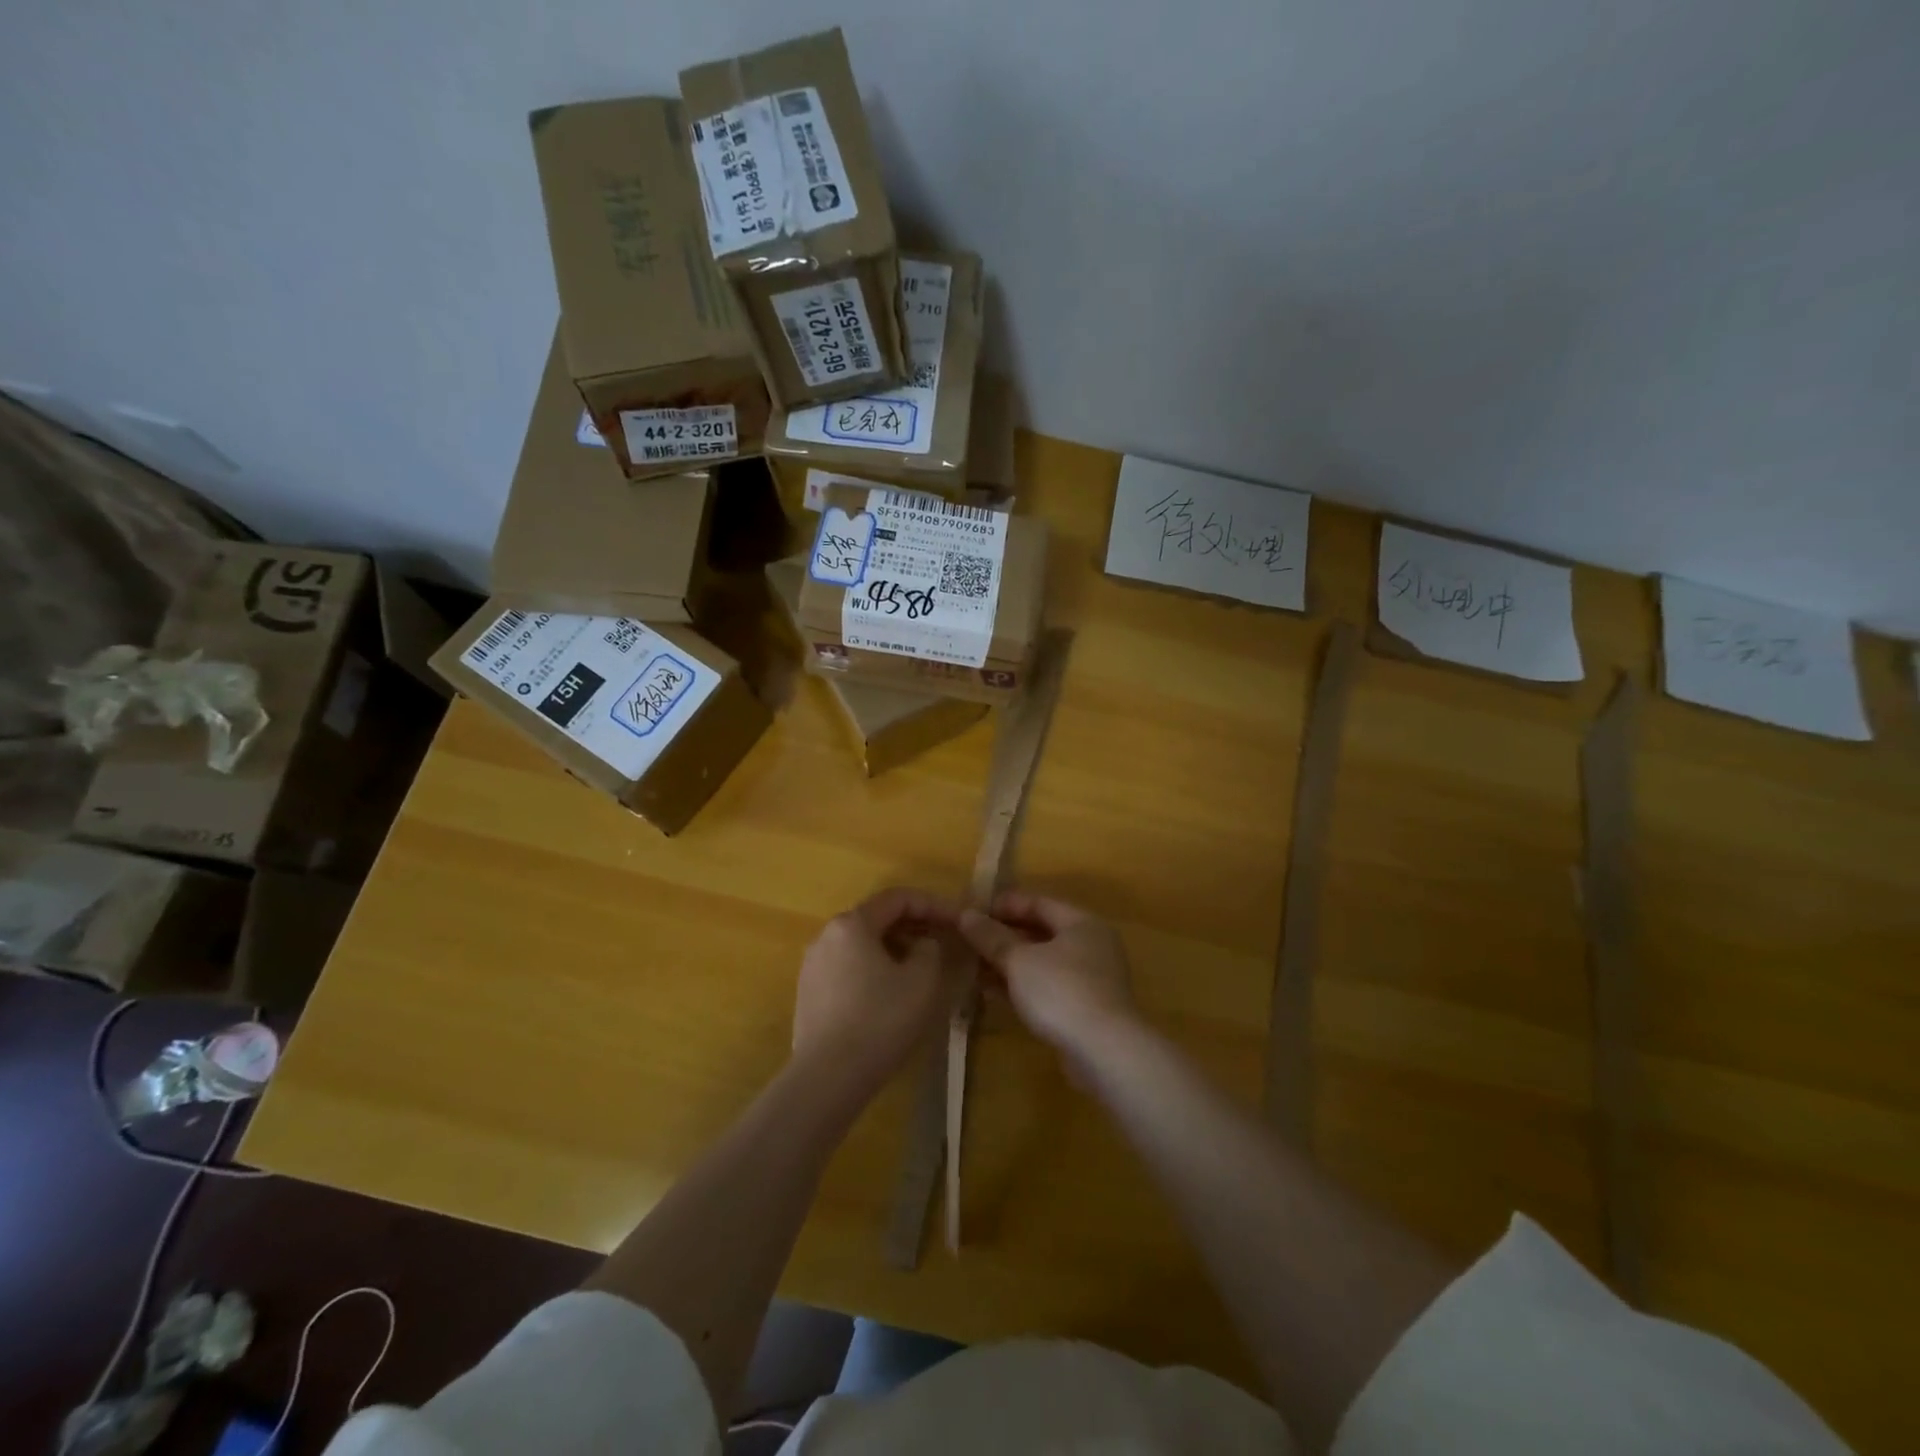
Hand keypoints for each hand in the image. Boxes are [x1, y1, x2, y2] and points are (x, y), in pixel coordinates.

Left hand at [792, 888, 960, 1097]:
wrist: (827, 1077)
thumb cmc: (880, 1020)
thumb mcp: (921, 981)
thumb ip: (929, 950)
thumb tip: (922, 945)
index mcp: (852, 924)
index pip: (898, 898)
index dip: (933, 904)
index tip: (958, 919)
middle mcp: (826, 935)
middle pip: (876, 918)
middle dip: (913, 925)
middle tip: (943, 941)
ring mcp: (812, 965)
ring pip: (861, 944)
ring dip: (893, 948)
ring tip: (920, 967)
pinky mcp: (808, 993)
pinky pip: (848, 967)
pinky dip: (873, 968)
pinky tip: (889, 993)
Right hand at [957, 891, 1138, 1059]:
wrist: (1104, 1051)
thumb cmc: (1061, 991)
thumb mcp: (1019, 960)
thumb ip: (991, 937)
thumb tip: (966, 915)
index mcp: (1081, 923)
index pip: (1038, 903)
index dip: (1004, 906)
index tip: (972, 913)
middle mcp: (1091, 945)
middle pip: (1041, 932)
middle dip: (1003, 936)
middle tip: (969, 940)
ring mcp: (1090, 979)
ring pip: (1042, 962)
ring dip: (1009, 963)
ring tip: (972, 965)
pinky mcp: (1085, 1009)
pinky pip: (1047, 987)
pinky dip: (1021, 985)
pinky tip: (991, 992)